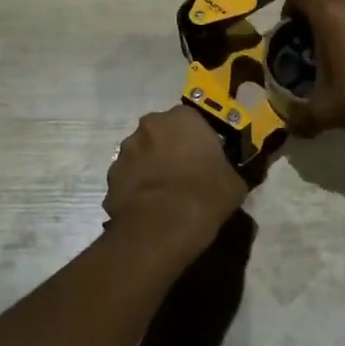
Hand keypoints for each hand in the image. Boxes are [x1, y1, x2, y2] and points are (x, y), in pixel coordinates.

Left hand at [104, 107, 247, 260]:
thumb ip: (229, 169)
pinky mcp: (110, 178)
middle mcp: (150, 126)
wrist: (161, 227)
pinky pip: (129, 179)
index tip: (205, 158)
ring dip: (150, 167)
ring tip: (164, 194)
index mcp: (182, 118)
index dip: (198, 139)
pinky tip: (149, 208)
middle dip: (170, 148)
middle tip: (185, 173)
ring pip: (141, 155)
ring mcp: (125, 151)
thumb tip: (229, 176)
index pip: (191, 120)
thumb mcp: (234, 182)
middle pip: (162, 133)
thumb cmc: (205, 194)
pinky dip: (137, 188)